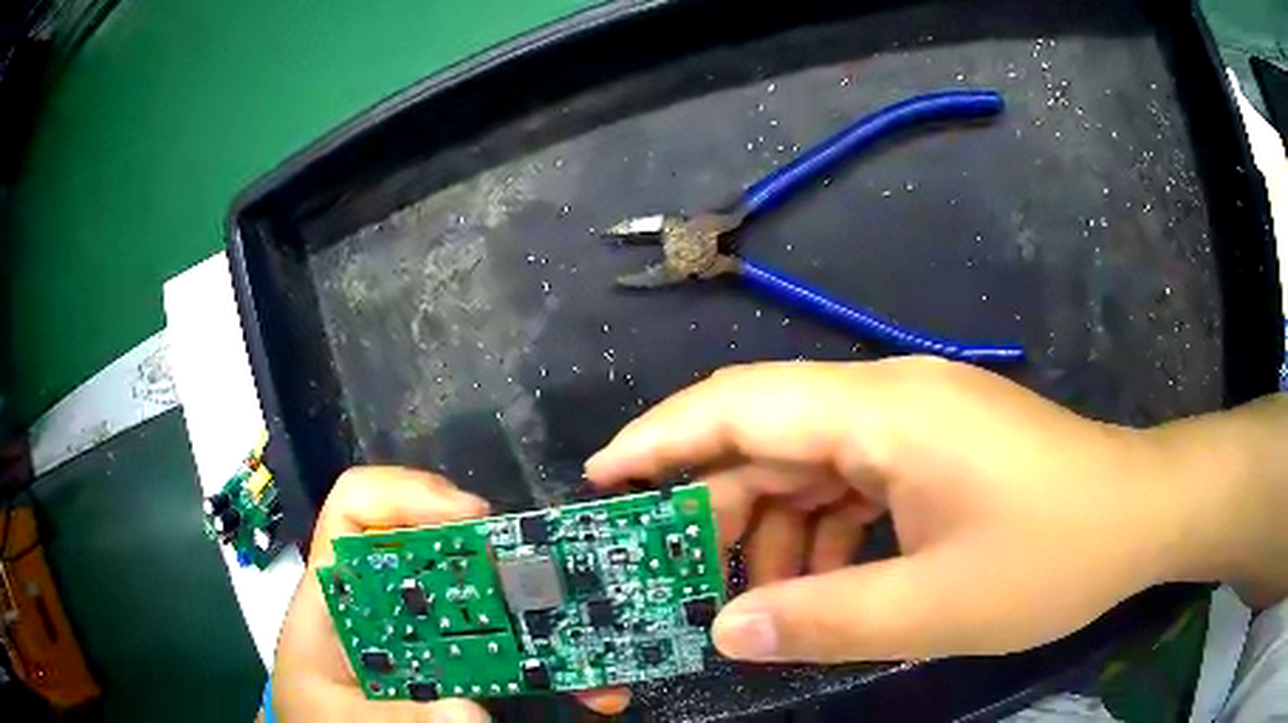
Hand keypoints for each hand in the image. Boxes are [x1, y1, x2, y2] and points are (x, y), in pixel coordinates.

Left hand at [272, 467, 629, 720]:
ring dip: (547, 618)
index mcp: (336, 594)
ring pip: (491, 600)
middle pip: (443, 548)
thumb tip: (465, 707)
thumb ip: (390, 718)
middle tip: (554, 580)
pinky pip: (512, 650)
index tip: (471, 518)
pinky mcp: (461, 662)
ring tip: (590, 647)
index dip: (409, 495)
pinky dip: (555, 664)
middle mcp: (387, 598)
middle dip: (505, 558)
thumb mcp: (340, 719)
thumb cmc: (324, 719)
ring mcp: (428, 629)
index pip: (358, 508)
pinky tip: (590, 688)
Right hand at [586, 358, 1204, 662]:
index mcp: (884, 413)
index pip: (741, 405)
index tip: (604, 478)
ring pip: (811, 466)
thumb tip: (726, 632)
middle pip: (770, 438)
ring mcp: (916, 421)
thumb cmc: (1053, 555)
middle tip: (680, 576)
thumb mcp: (935, 607)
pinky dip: (827, 532)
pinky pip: (855, 481)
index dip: (661, 437)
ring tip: (767, 603)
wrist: (1138, 514)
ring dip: (779, 532)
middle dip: (718, 508)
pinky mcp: (936, 447)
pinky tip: (830, 584)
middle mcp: (890, 398)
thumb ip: (822, 620)